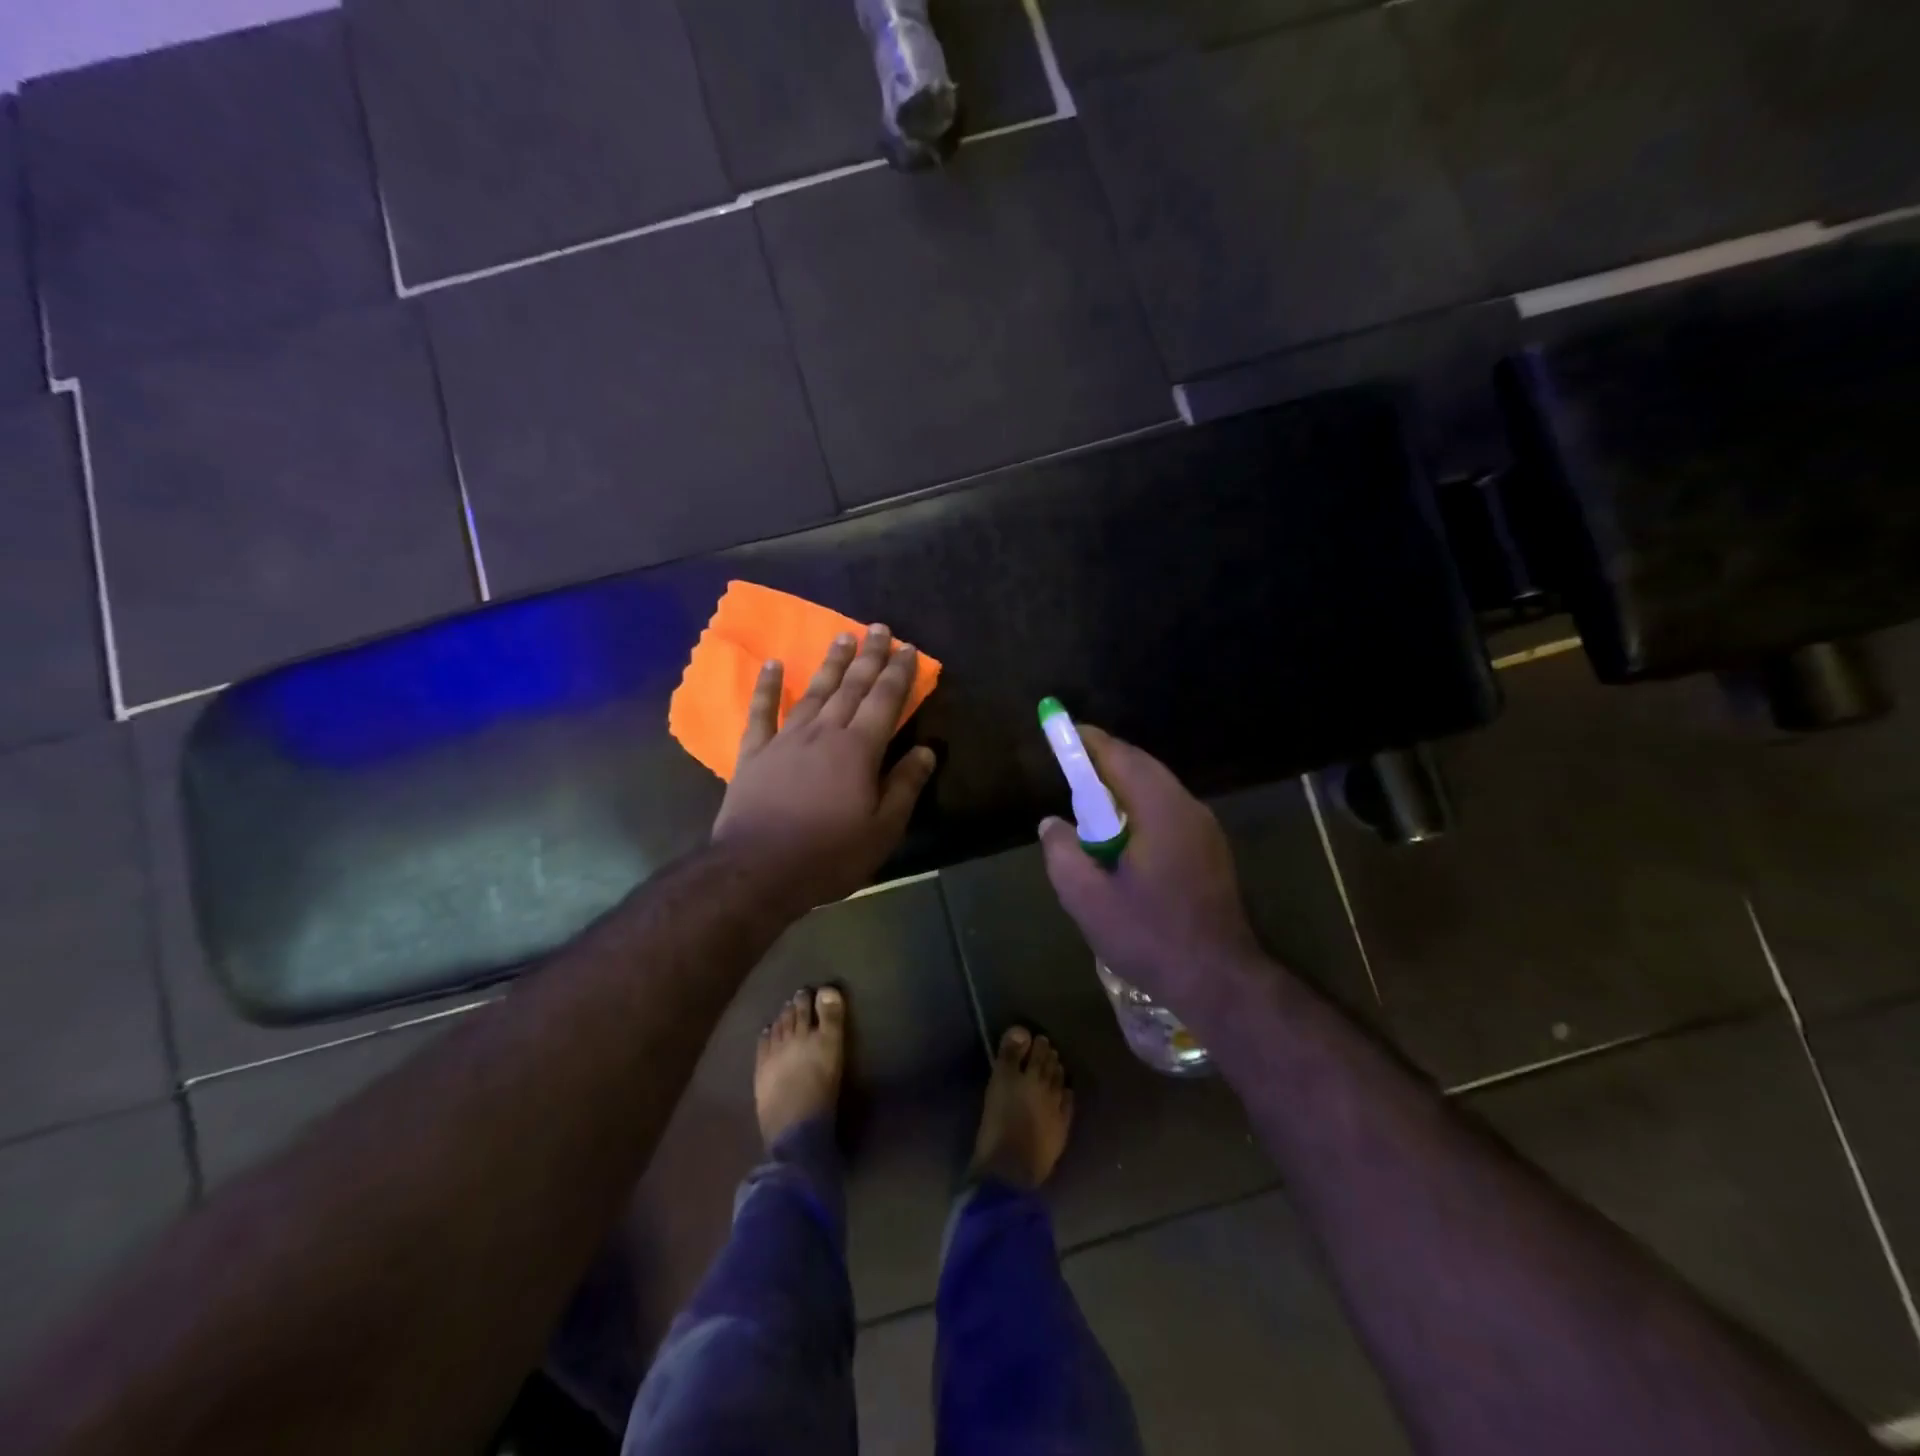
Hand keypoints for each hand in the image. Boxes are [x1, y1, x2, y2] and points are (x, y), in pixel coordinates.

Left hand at [713, 624, 936, 910]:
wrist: (757, 870)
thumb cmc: (829, 855)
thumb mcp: (882, 830)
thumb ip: (904, 786)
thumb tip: (926, 751)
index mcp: (858, 750)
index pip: (885, 701)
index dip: (899, 673)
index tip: (909, 649)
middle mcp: (824, 733)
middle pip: (851, 687)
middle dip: (868, 656)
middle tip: (878, 628)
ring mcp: (785, 739)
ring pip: (814, 692)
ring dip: (830, 664)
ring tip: (842, 637)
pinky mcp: (754, 753)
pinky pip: (761, 712)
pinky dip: (768, 687)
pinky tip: (774, 665)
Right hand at [1038, 727, 1266, 1023]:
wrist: (1219, 979)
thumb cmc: (1149, 936)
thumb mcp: (1086, 898)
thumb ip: (1062, 852)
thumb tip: (1052, 823)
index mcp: (1160, 810)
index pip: (1120, 757)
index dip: (1089, 742)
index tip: (1062, 733)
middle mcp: (1188, 808)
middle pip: (1142, 767)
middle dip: (1105, 761)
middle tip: (1070, 767)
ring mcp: (1205, 829)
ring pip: (1158, 789)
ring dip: (1123, 787)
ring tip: (1090, 804)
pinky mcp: (1211, 851)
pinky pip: (1169, 811)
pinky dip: (1140, 808)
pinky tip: (1122, 836)